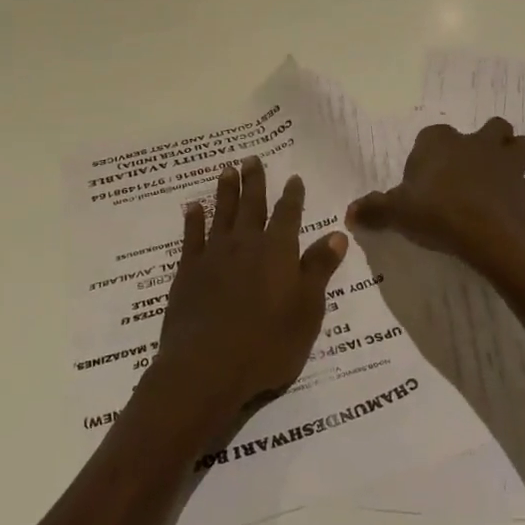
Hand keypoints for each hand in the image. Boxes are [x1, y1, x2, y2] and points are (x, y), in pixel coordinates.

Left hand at [150, 157, 350, 429]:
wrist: (206, 366)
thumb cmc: (266, 344)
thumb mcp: (307, 311)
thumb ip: (319, 270)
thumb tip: (336, 234)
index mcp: (278, 252)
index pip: (289, 215)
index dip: (292, 196)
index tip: (293, 177)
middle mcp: (246, 244)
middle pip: (252, 205)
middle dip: (254, 181)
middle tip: (251, 158)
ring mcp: (214, 255)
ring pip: (222, 213)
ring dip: (225, 191)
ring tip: (226, 169)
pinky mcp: (188, 271)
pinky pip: (191, 236)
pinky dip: (193, 219)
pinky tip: (192, 206)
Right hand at [346, 119, 524, 280]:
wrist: (489, 233)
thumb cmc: (437, 211)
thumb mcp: (396, 212)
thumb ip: (374, 210)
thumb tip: (349, 213)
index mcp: (440, 141)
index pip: (433, 135)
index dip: (429, 153)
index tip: (424, 178)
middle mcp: (475, 143)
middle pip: (490, 128)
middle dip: (486, 141)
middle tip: (471, 168)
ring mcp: (506, 163)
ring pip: (519, 146)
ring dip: (512, 158)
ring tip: (498, 182)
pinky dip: (520, 195)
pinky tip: (508, 210)